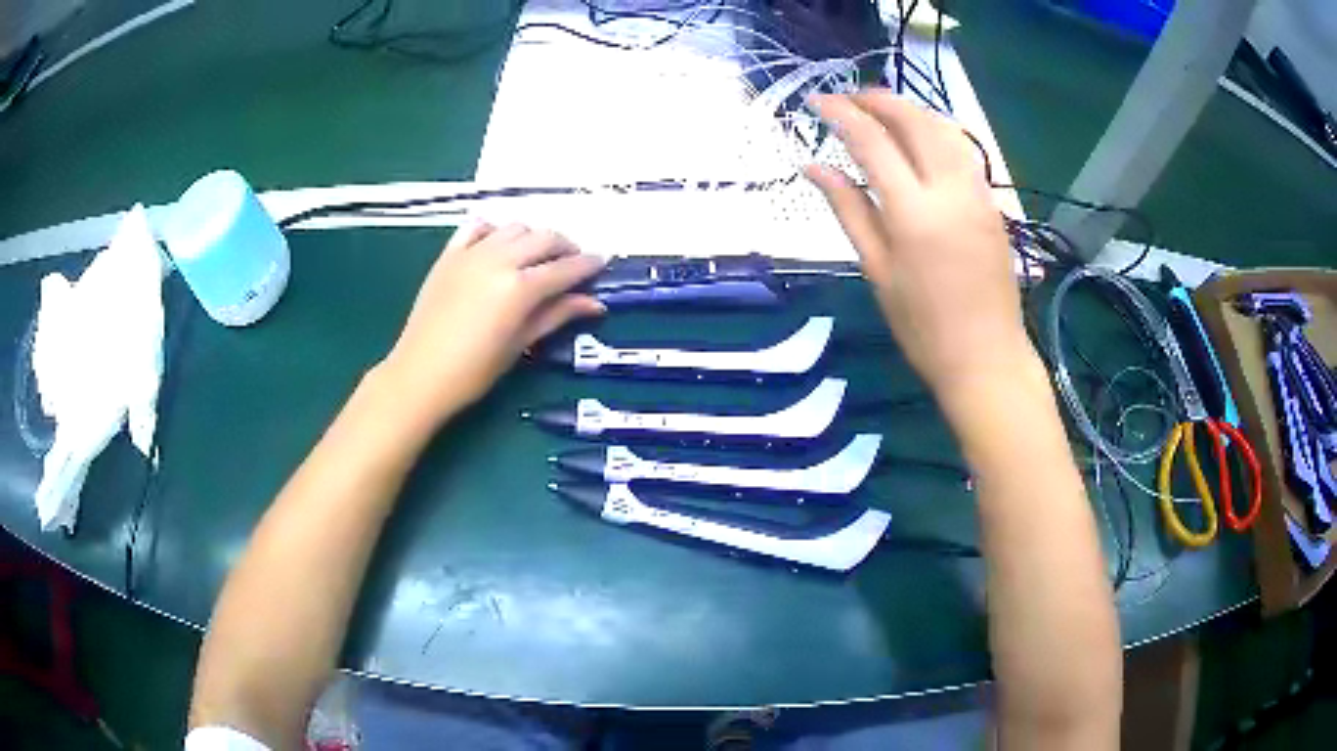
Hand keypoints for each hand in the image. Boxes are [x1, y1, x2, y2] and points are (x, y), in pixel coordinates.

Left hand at [376, 223, 604, 430]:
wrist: (420, 375)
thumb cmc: (474, 371)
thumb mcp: (521, 344)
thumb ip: (557, 315)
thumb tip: (595, 303)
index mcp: (519, 288)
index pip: (565, 268)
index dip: (588, 265)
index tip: (602, 262)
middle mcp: (499, 260)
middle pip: (544, 238)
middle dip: (565, 246)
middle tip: (572, 261)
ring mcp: (471, 253)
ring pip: (514, 227)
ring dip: (533, 236)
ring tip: (537, 255)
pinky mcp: (449, 255)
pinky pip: (477, 227)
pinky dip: (495, 230)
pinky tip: (500, 245)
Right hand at [806, 90, 1035, 404]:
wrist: (987, 357)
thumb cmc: (923, 326)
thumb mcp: (877, 270)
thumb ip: (848, 209)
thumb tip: (812, 167)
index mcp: (913, 212)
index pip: (871, 141)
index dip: (841, 114)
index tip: (817, 101)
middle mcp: (949, 189)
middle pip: (913, 121)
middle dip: (878, 99)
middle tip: (848, 98)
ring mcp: (977, 192)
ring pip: (944, 128)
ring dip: (910, 109)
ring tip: (881, 109)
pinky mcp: (992, 202)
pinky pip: (962, 149)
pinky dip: (935, 129)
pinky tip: (919, 136)